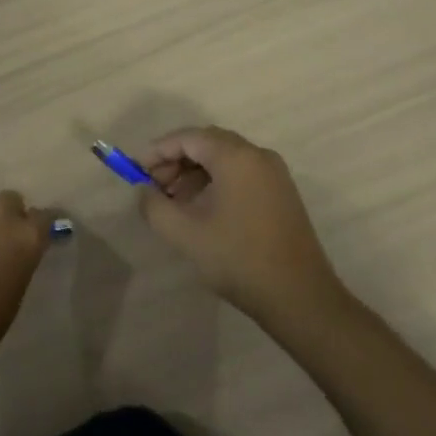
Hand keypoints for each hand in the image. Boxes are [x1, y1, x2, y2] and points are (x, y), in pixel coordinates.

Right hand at [140, 127, 345, 327]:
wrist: (299, 297)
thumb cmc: (238, 259)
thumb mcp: (184, 233)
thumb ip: (154, 205)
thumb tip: (144, 190)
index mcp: (236, 157)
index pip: (188, 138)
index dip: (158, 150)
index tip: (136, 170)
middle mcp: (257, 155)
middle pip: (207, 143)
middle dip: (175, 160)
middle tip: (153, 186)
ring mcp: (274, 174)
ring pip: (224, 158)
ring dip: (194, 172)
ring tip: (173, 201)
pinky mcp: (281, 193)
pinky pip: (241, 173)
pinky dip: (216, 181)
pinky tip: (201, 209)